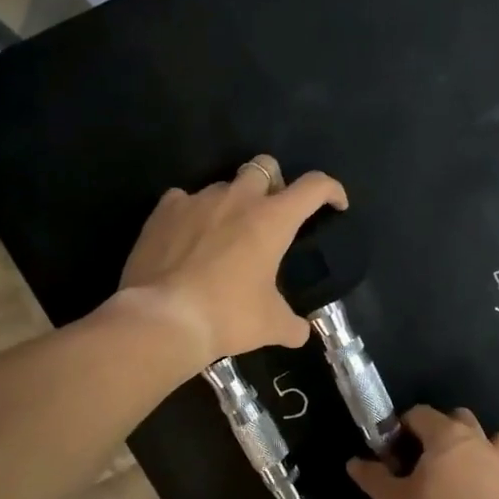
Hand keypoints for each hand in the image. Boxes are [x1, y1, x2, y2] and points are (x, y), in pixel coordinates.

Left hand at [118, 155, 346, 367]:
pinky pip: (183, 200)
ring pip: (223, 185)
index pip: (314, 187)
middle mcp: (238, 199)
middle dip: (274, 182)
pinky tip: (188, 238)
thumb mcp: (271, 325)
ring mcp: (197, 200)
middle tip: (272, 214)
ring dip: (232, 202)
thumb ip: (292, 324)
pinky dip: (192, 214)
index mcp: (273, 219)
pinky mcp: (164, 211)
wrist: (162, 319)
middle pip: (264, 166)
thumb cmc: (228, 316)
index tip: (336, 205)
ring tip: (225, 234)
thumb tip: (300, 332)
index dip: (331, 190)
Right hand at [348, 405, 498, 498]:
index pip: (420, 413)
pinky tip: (479, 496)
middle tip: (423, 458)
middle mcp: (476, 440)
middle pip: (459, 418)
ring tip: (459, 469)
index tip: (392, 451)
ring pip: (492, 438)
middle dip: (440, 429)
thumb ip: (373, 477)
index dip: (403, 427)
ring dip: (477, 446)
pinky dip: (491, 476)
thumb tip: (355, 462)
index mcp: (445, 434)